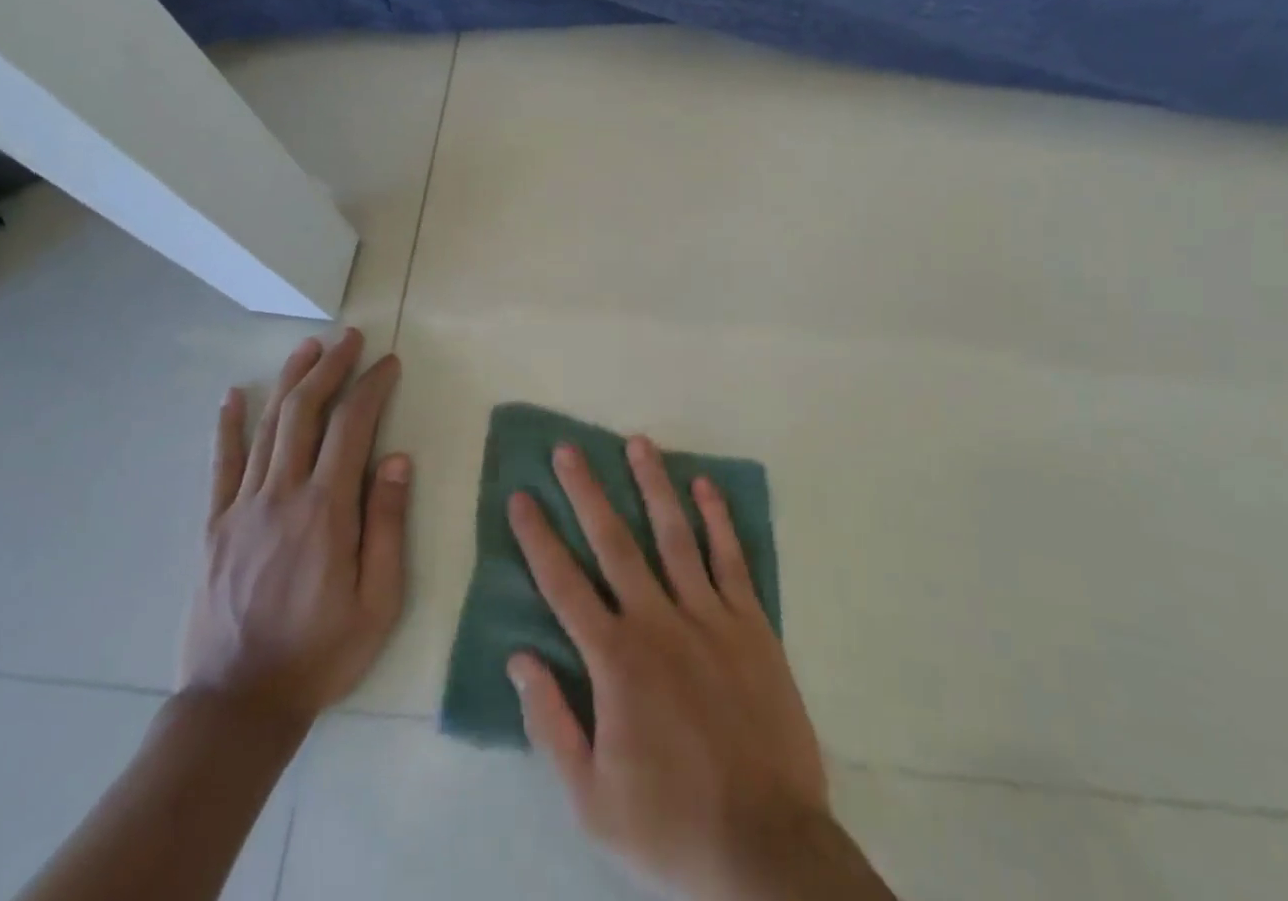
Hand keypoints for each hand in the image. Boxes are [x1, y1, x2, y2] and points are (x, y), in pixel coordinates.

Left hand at [179, 328, 410, 737]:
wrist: (237, 705)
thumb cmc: (322, 652)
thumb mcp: (379, 600)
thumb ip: (387, 524)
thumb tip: (396, 458)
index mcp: (327, 510)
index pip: (352, 426)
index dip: (372, 386)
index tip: (388, 362)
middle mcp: (282, 494)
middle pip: (305, 412)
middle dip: (330, 367)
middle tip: (348, 338)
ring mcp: (242, 507)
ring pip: (267, 427)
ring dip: (289, 382)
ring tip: (308, 348)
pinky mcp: (214, 526)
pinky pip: (220, 465)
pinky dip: (228, 425)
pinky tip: (234, 395)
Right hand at [506, 437, 830, 900]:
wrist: (767, 845)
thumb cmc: (671, 823)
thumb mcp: (592, 798)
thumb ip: (552, 723)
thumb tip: (520, 658)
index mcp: (615, 661)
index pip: (564, 586)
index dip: (538, 539)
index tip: (521, 497)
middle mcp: (658, 622)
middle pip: (614, 543)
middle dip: (587, 492)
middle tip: (569, 449)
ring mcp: (709, 616)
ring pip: (675, 535)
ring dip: (653, 485)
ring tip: (638, 443)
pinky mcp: (751, 623)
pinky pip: (731, 559)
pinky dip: (718, 519)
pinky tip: (705, 485)